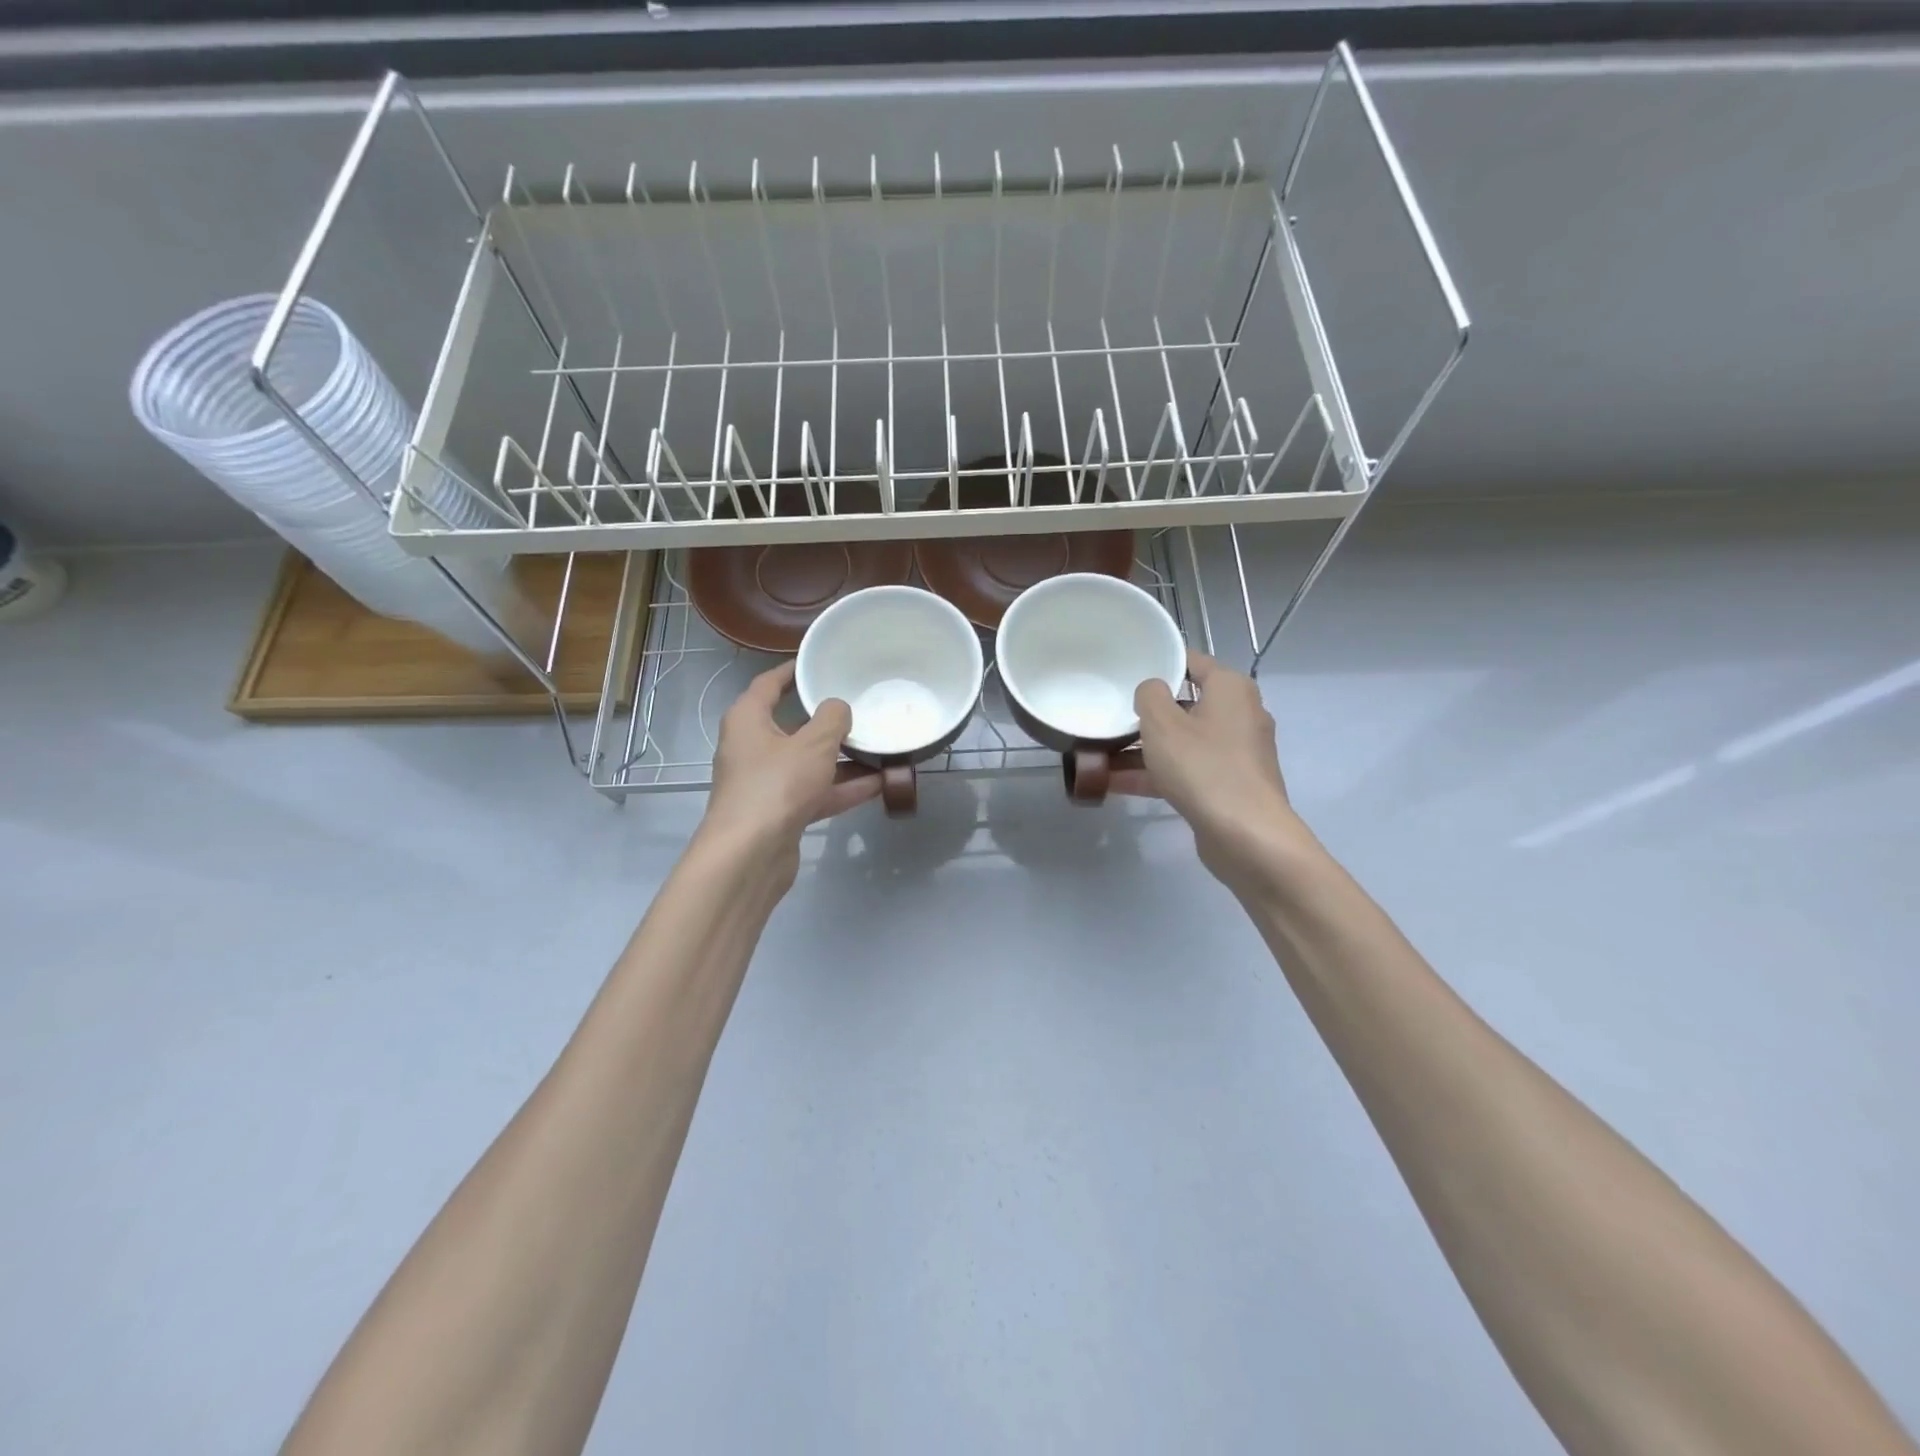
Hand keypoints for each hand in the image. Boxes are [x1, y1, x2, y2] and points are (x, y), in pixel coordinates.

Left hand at [700, 661, 880, 865]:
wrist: (750, 855)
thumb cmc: (776, 785)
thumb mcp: (813, 744)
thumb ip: (832, 719)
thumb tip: (838, 708)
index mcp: (748, 720)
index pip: (768, 684)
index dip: (792, 671)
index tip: (817, 663)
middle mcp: (751, 748)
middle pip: (792, 726)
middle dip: (827, 721)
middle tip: (859, 707)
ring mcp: (765, 783)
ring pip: (807, 763)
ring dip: (841, 759)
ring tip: (878, 747)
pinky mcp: (779, 813)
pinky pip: (814, 792)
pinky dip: (841, 788)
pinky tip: (878, 784)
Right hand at [1117, 650, 1301, 887]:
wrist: (1246, 835)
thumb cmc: (1203, 767)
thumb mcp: (1162, 723)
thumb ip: (1149, 696)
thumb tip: (1152, 690)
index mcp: (1230, 689)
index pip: (1192, 662)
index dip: (1160, 663)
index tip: (1126, 670)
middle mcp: (1239, 715)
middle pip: (1185, 705)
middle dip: (1146, 713)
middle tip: (1110, 714)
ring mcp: (1235, 754)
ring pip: (1182, 742)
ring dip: (1143, 748)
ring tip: (1100, 753)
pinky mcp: (1227, 786)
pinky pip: (1185, 770)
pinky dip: (1156, 774)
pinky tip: (1115, 783)